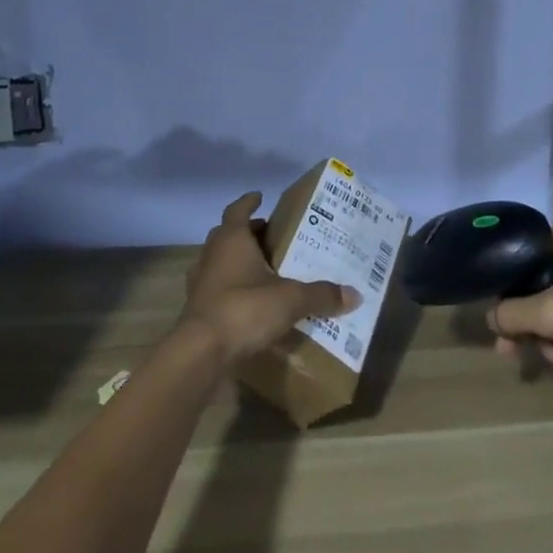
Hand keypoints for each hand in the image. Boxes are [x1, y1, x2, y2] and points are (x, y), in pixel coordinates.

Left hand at [181, 193, 359, 362]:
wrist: (200, 355)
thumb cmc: (244, 309)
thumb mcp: (290, 299)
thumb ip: (321, 295)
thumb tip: (355, 295)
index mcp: (231, 241)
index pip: (236, 210)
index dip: (248, 202)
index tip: (260, 196)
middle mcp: (212, 257)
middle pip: (227, 235)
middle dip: (247, 233)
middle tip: (271, 236)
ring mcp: (200, 285)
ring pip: (219, 263)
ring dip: (237, 262)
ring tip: (263, 269)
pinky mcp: (198, 312)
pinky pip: (217, 291)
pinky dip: (232, 291)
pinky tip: (250, 303)